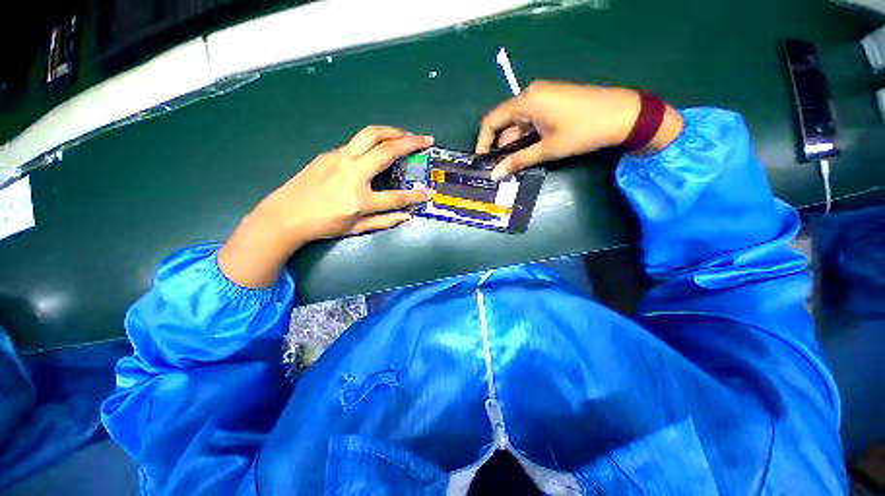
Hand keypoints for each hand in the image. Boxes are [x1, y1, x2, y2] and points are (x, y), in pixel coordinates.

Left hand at [219, 126, 434, 287]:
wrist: (284, 214)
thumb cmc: (323, 225)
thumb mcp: (356, 228)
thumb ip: (384, 221)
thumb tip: (407, 216)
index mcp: (360, 199)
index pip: (396, 197)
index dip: (416, 196)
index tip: (431, 192)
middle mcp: (352, 173)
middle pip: (385, 149)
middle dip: (409, 141)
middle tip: (425, 138)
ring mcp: (339, 159)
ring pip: (370, 135)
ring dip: (392, 131)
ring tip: (406, 134)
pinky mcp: (330, 153)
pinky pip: (357, 143)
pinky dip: (374, 141)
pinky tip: (378, 148)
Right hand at [476, 81, 683, 178]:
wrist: (625, 115)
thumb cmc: (583, 131)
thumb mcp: (547, 149)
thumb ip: (517, 161)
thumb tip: (495, 176)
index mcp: (526, 101)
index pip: (492, 120)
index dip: (483, 141)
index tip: (482, 160)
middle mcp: (531, 94)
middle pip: (505, 122)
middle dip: (501, 146)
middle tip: (500, 168)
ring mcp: (543, 96)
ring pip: (518, 123)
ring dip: (515, 144)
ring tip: (515, 165)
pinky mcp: (552, 101)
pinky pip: (531, 120)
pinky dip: (527, 137)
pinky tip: (529, 151)